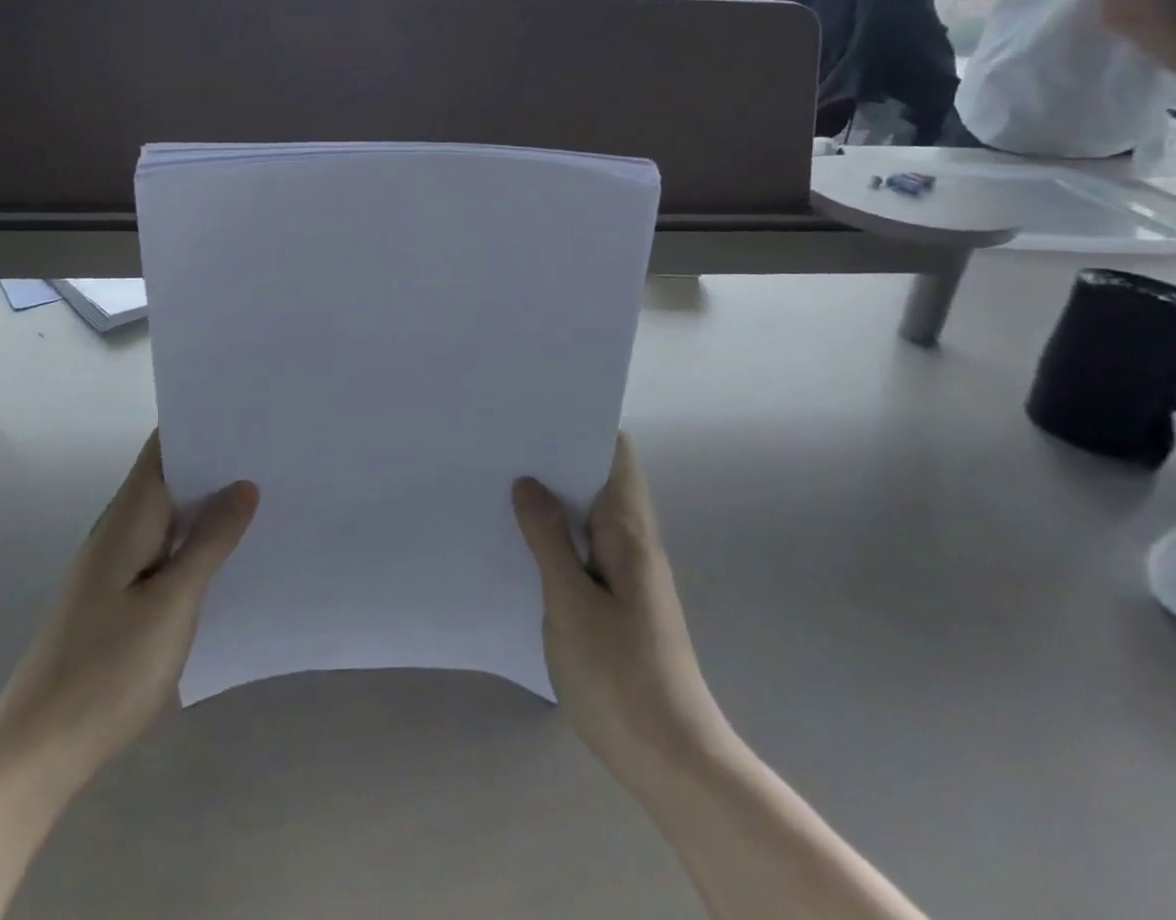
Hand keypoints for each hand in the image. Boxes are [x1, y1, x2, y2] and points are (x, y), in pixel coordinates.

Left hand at [0, 432, 257, 780]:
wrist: (38, 751)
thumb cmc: (107, 669)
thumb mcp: (173, 602)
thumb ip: (210, 541)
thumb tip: (244, 486)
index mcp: (129, 518)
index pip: (163, 448)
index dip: (201, 423)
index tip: (248, 410)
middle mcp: (122, 531)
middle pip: (172, 477)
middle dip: (218, 461)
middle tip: (274, 448)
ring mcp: (120, 566)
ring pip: (173, 516)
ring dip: (212, 502)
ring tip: (268, 489)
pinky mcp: (124, 598)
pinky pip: (169, 550)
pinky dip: (200, 540)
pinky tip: (235, 551)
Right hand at [513, 434, 731, 792]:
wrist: (672, 762)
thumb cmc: (620, 675)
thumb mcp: (571, 603)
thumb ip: (548, 538)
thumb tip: (528, 481)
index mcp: (629, 530)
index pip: (614, 454)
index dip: (581, 426)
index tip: (537, 412)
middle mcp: (634, 543)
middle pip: (599, 481)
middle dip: (557, 460)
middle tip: (505, 444)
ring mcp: (629, 575)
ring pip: (590, 518)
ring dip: (555, 500)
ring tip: (503, 482)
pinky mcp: (619, 604)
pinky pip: (586, 551)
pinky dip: (558, 537)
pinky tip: (522, 544)